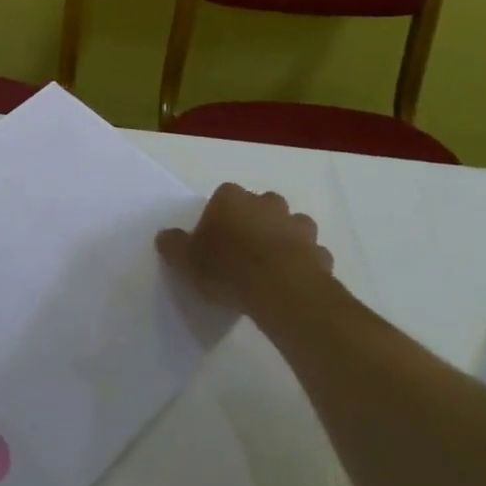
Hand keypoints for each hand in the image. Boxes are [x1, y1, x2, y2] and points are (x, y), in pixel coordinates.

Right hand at [155, 183, 333, 322]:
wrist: (281, 290)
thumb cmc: (227, 267)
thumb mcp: (186, 260)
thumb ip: (173, 245)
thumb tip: (165, 237)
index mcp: (231, 198)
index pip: (224, 196)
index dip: (220, 216)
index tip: (215, 238)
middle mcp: (267, 204)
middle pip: (261, 205)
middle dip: (256, 220)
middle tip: (244, 249)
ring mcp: (298, 227)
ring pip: (293, 225)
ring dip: (285, 238)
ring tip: (272, 265)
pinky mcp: (321, 254)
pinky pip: (312, 254)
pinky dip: (306, 263)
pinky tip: (294, 282)